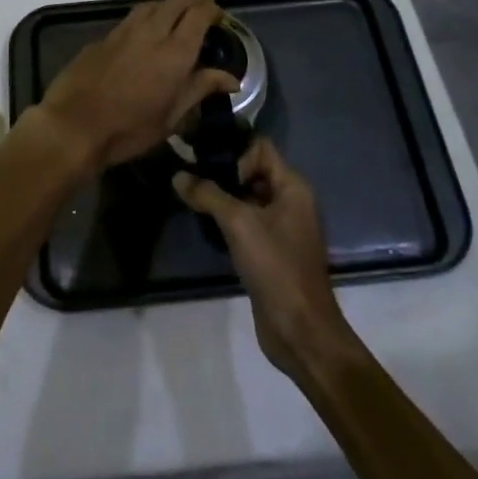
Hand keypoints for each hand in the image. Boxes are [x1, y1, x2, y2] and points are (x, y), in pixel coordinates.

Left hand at [39, 0, 238, 169]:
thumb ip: (200, 89)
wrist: (74, 125)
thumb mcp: (172, 117)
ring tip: (174, 24)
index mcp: (175, 51)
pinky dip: (145, 21)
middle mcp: (152, 31)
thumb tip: (231, 78)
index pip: (200, 13)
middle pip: (177, 1)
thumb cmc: (130, 129)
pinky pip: (131, 19)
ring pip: (152, 5)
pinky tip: (143, 40)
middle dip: (193, 2)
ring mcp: (124, 31)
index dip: (213, 10)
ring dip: (168, 7)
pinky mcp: (103, 37)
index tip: (219, 20)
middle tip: (201, 17)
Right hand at [173, 139, 353, 380]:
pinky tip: (204, 224)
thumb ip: (207, 194)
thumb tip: (178, 175)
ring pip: (247, 198)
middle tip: (190, 176)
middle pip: (252, 171)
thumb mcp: (238, 224)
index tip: (207, 166)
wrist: (300, 331)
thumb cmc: (275, 266)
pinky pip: (246, 223)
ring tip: (191, 197)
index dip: (234, 152)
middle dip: (222, 172)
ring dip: (222, 197)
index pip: (260, 147)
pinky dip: (227, 220)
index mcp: (292, 187)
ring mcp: (282, 228)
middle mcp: (290, 201)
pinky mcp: (271, 251)